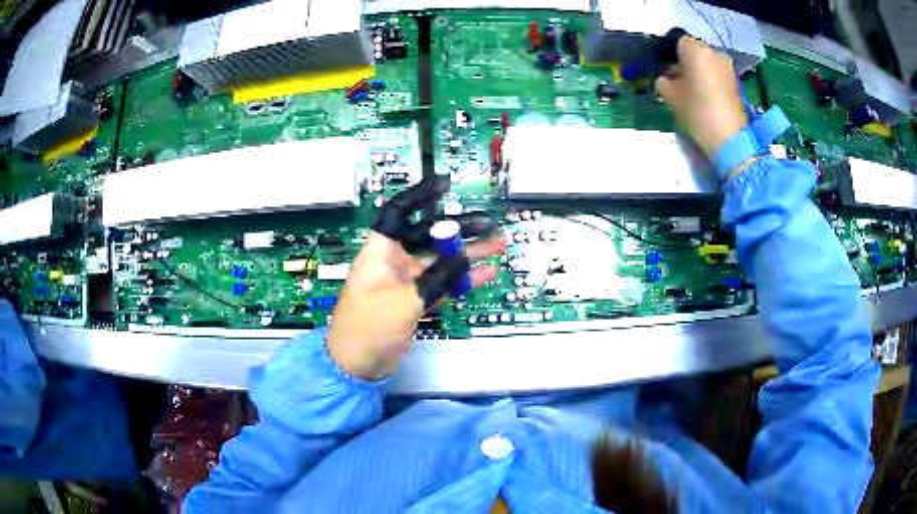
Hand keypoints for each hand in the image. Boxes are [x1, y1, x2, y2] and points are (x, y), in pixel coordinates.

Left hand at [327, 177, 504, 378]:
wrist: (356, 365)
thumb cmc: (369, 327)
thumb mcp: (403, 301)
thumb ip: (437, 278)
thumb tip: (464, 258)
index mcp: (379, 252)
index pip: (399, 213)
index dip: (421, 196)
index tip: (445, 186)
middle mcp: (392, 261)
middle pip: (428, 237)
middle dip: (459, 231)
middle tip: (490, 227)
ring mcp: (404, 282)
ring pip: (439, 261)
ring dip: (466, 255)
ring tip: (496, 247)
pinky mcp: (413, 301)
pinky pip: (441, 284)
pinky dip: (461, 280)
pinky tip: (484, 274)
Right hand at [654, 36, 747, 156]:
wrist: (729, 139)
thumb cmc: (697, 111)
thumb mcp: (670, 96)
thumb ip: (663, 81)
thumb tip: (665, 78)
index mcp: (695, 49)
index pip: (678, 41)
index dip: (670, 54)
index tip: (665, 69)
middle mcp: (713, 52)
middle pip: (694, 51)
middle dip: (685, 62)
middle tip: (676, 81)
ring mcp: (727, 67)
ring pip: (707, 63)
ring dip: (698, 72)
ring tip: (691, 91)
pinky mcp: (736, 82)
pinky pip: (717, 74)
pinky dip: (710, 81)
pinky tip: (705, 97)